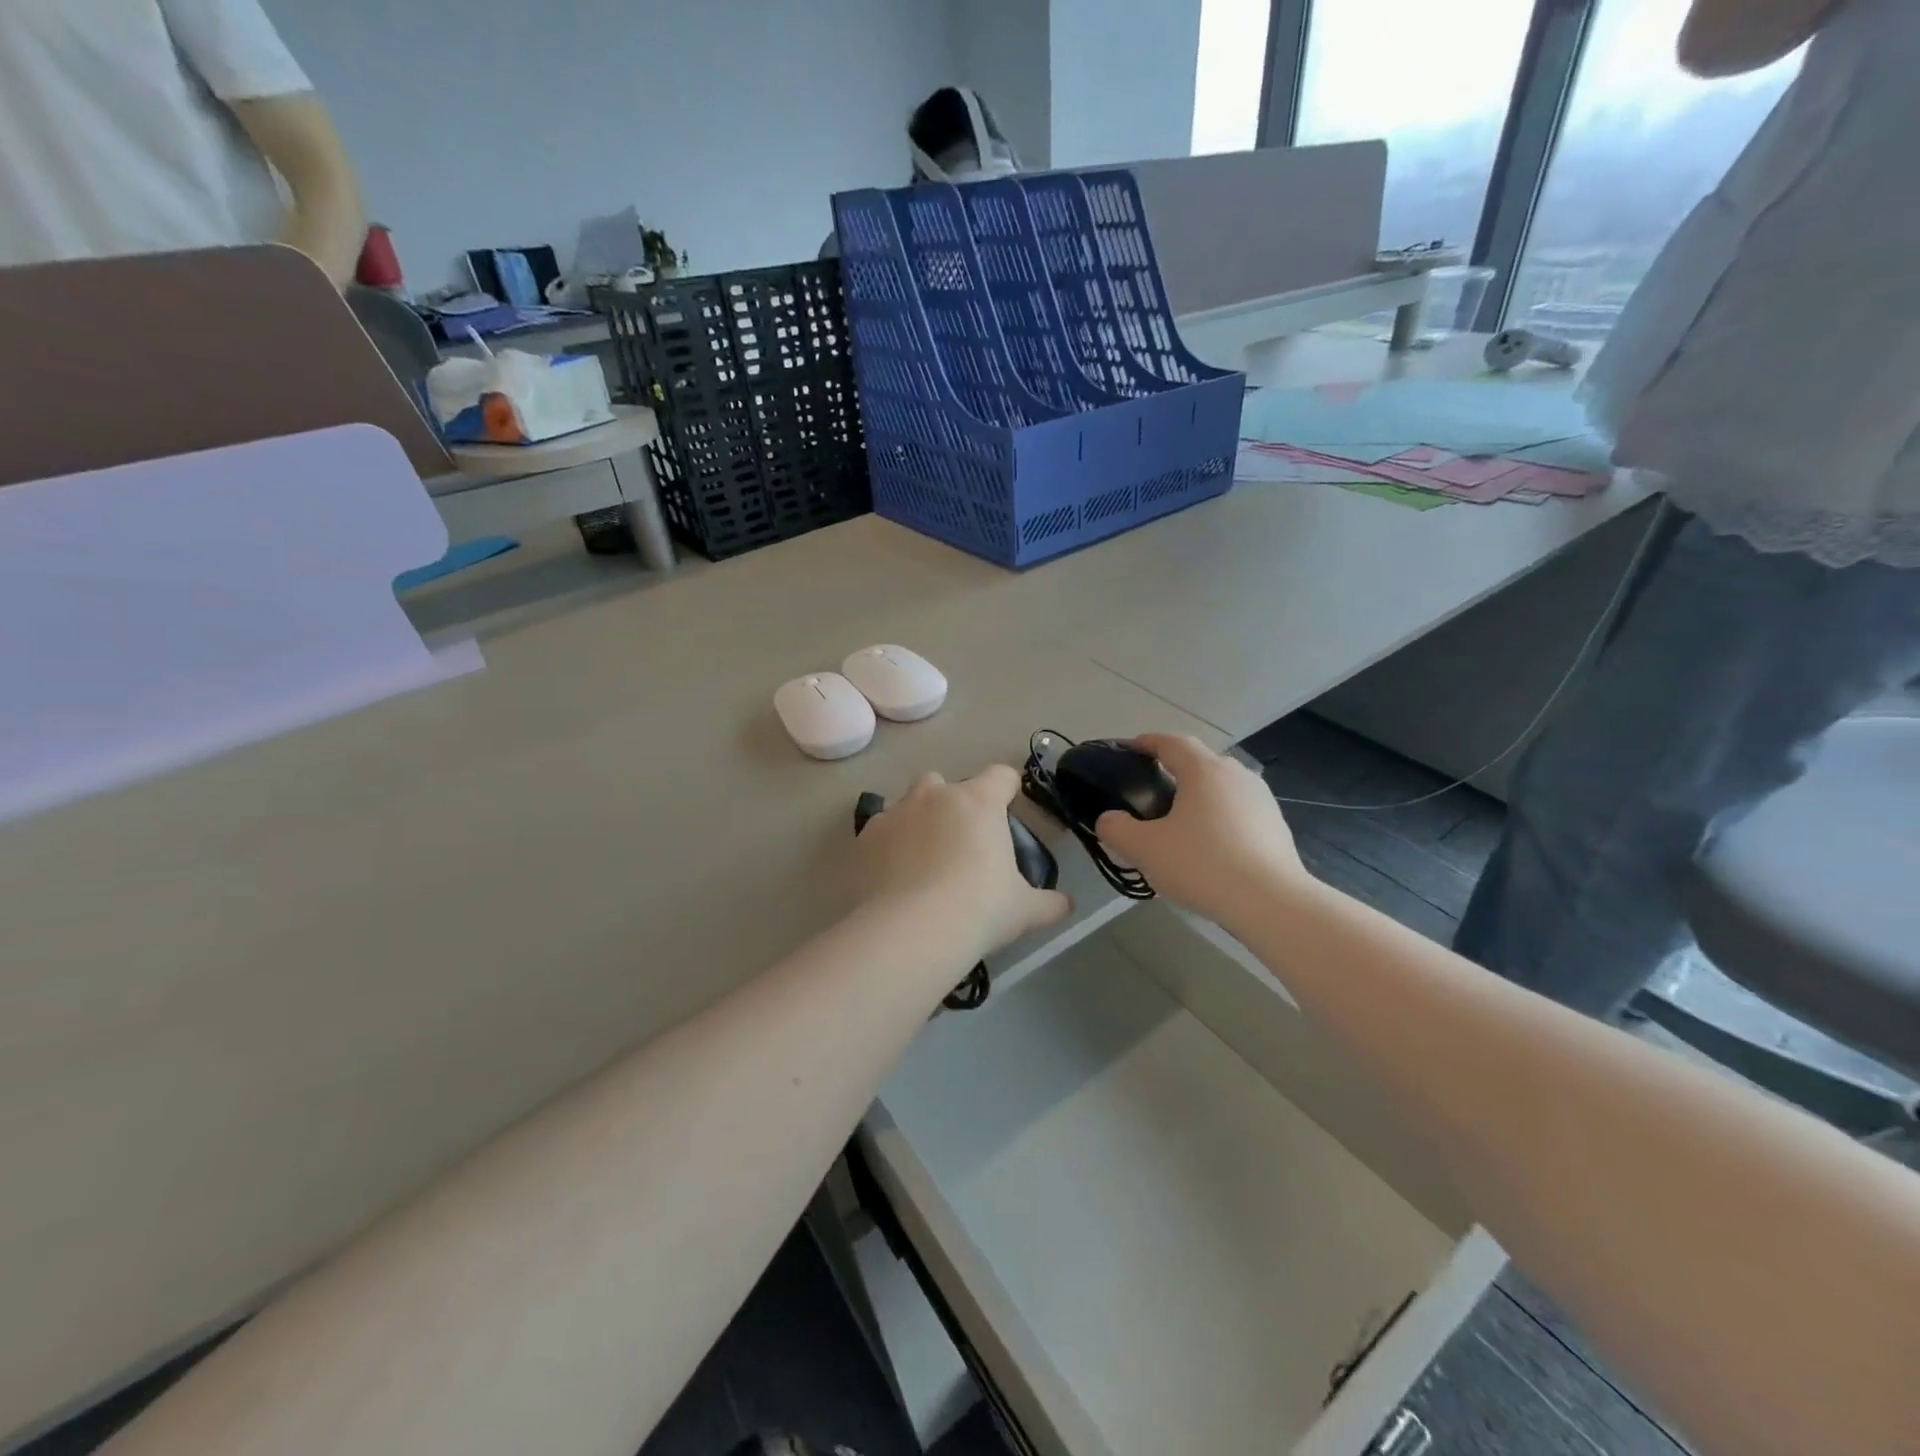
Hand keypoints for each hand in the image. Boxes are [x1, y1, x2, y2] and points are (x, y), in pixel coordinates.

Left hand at [852, 766, 1071, 964]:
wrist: (910, 931)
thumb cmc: (979, 909)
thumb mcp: (1024, 910)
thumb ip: (1050, 903)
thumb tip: (1067, 905)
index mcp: (978, 802)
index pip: (1001, 775)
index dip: (1008, 790)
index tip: (1009, 811)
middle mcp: (934, 796)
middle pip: (947, 783)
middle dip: (954, 804)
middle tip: (962, 844)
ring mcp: (895, 813)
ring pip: (909, 803)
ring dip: (919, 820)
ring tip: (924, 861)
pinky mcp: (864, 838)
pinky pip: (881, 831)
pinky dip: (889, 846)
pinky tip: (895, 877)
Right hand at [1094, 734, 1310, 930]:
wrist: (1271, 902)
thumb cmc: (1202, 865)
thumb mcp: (1144, 849)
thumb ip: (1116, 829)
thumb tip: (1109, 820)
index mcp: (1204, 770)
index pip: (1172, 742)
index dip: (1148, 743)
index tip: (1132, 749)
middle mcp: (1236, 775)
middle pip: (1200, 763)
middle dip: (1175, 771)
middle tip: (1152, 793)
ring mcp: (1262, 800)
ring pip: (1222, 788)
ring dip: (1200, 797)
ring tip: (1181, 823)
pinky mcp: (1277, 826)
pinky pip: (1239, 812)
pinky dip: (1220, 820)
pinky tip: (1210, 847)